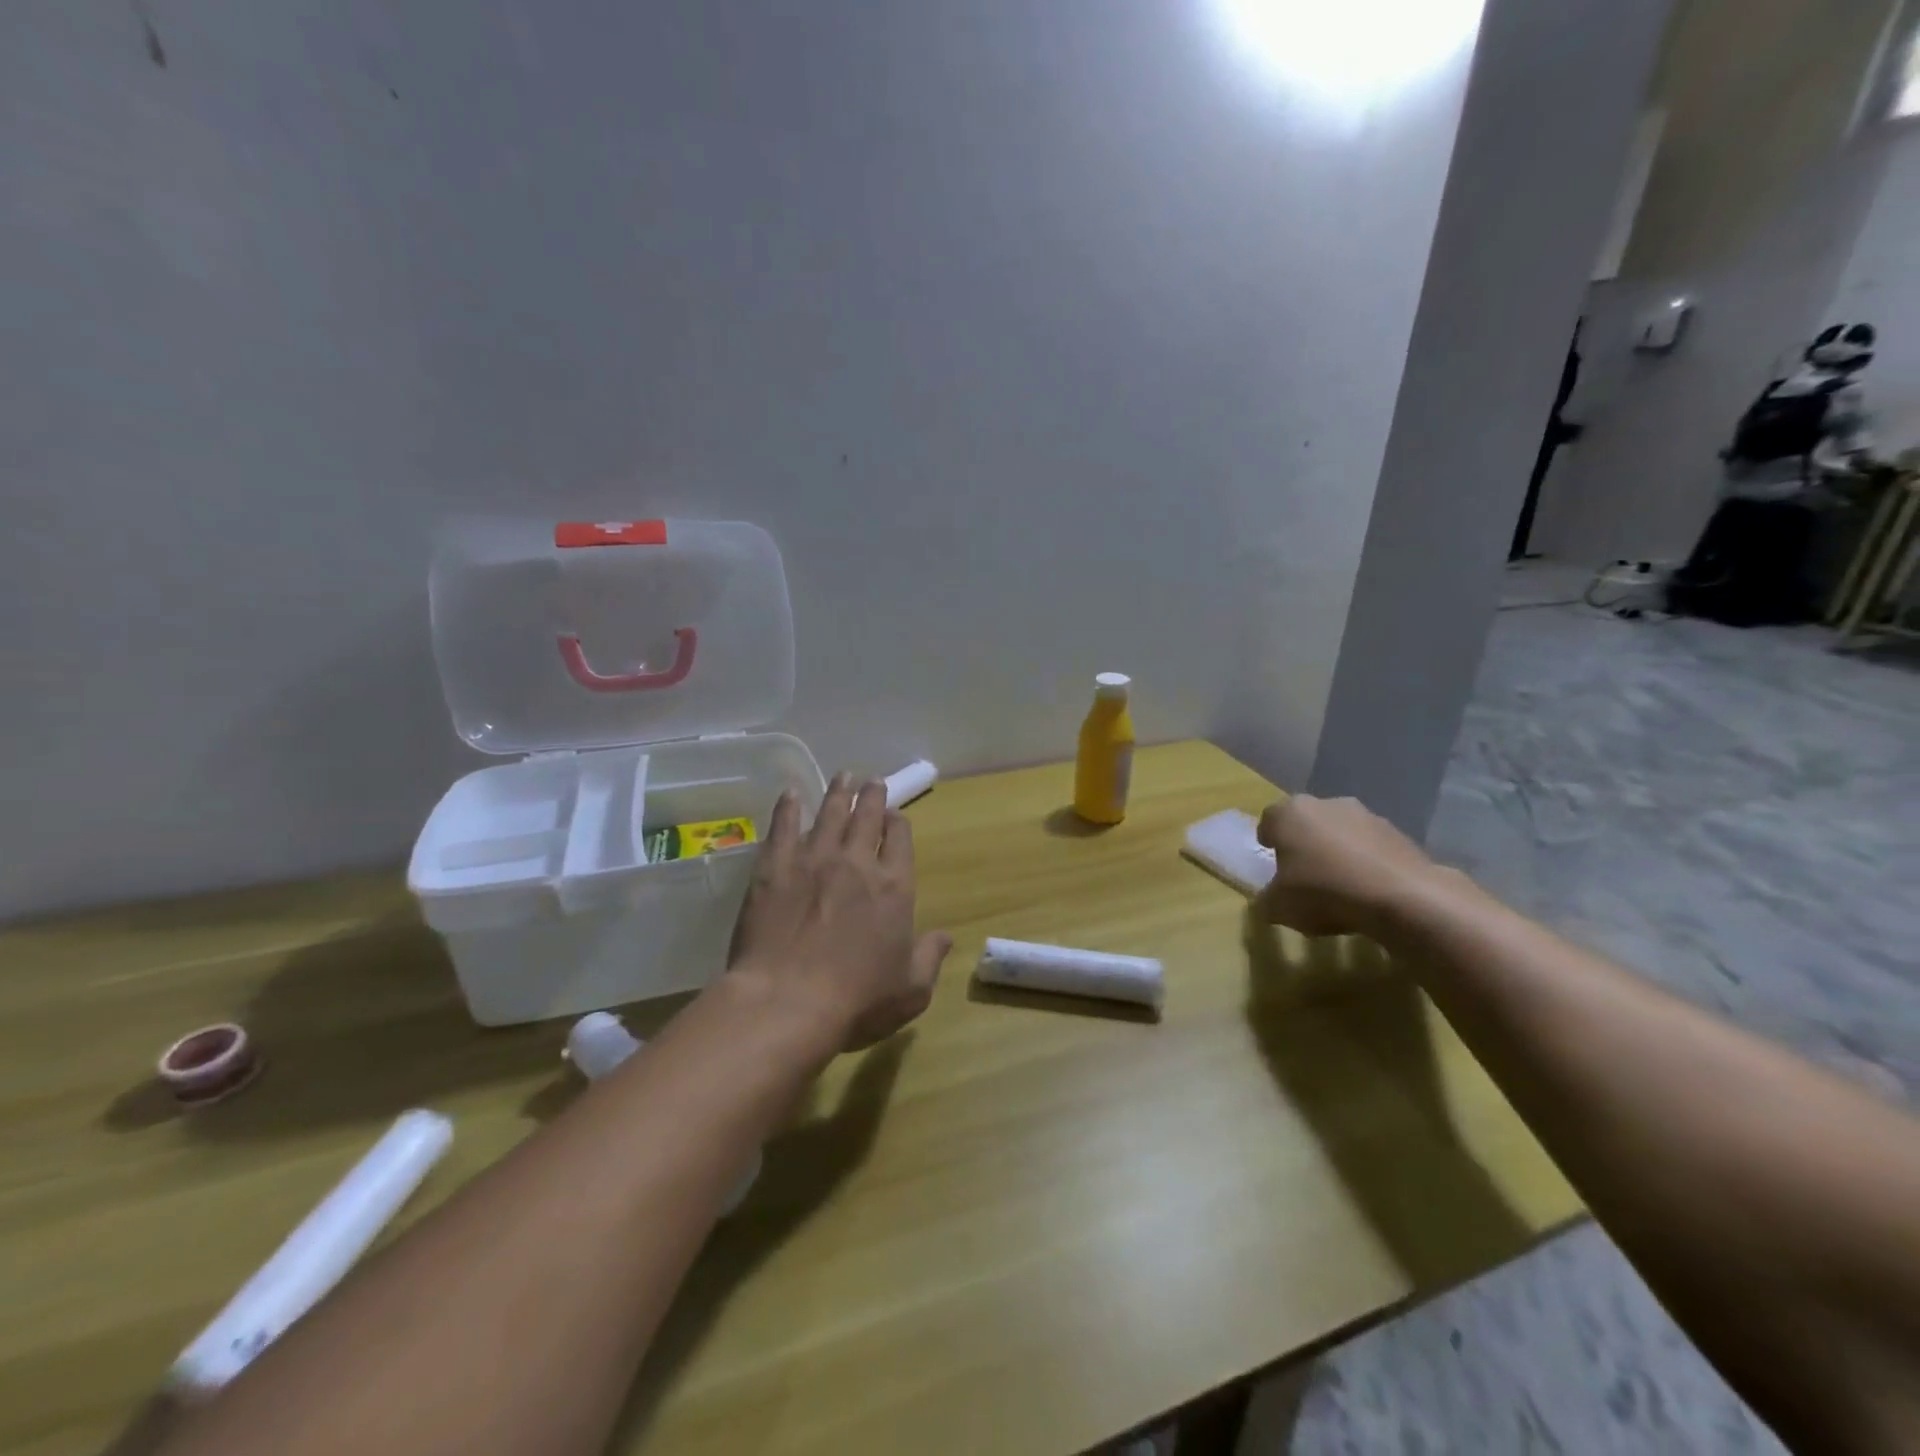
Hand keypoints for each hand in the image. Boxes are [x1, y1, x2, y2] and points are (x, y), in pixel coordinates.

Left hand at [729, 774, 951, 1049]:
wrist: (786, 1003)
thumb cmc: (856, 1001)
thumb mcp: (911, 990)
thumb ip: (930, 957)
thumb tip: (946, 937)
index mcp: (894, 887)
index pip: (900, 839)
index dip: (898, 824)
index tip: (895, 816)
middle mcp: (856, 862)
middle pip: (867, 817)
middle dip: (872, 796)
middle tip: (872, 781)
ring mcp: (813, 860)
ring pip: (829, 813)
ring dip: (839, 792)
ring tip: (843, 776)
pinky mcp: (774, 867)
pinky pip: (783, 826)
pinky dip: (788, 807)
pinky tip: (790, 794)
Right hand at [1255, 795, 1445, 938]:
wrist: (1404, 898)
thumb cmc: (1324, 892)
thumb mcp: (1279, 907)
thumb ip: (1267, 901)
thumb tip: (1269, 901)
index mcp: (1290, 813)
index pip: (1269, 821)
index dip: (1268, 842)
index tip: (1272, 864)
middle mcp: (1326, 804)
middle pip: (1307, 823)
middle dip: (1304, 844)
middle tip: (1303, 875)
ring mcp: (1367, 816)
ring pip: (1341, 833)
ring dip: (1338, 853)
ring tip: (1340, 888)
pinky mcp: (1400, 834)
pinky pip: (1371, 849)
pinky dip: (1366, 864)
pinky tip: (1368, 892)